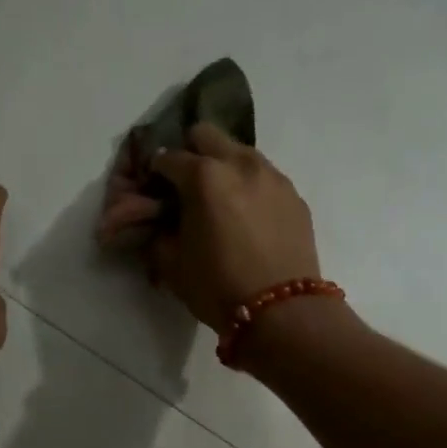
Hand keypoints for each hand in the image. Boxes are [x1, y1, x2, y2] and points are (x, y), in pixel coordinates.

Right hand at [97, 123, 321, 331]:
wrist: (282, 312)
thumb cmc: (218, 288)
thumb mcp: (172, 264)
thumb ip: (158, 232)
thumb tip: (158, 221)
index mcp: (204, 177)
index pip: (168, 158)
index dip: (154, 172)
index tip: (152, 189)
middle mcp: (240, 164)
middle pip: (206, 135)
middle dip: (190, 152)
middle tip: (184, 184)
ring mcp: (273, 177)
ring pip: (240, 151)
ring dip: (224, 165)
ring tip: (219, 199)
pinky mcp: (294, 196)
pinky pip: (265, 176)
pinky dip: (249, 186)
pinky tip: (247, 216)